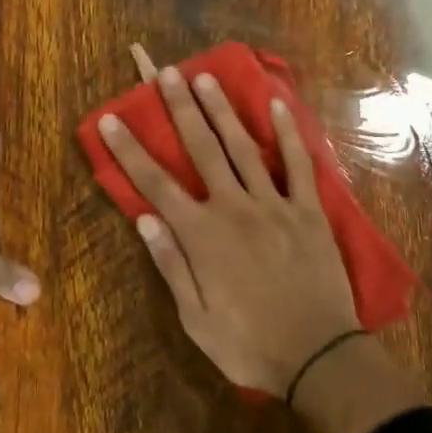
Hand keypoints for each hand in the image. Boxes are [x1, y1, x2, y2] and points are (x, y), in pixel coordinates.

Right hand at [97, 66, 423, 432]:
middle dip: (180, 109)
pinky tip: (277, 105)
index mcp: (201, 235)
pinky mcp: (308, 212)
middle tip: (167, 73)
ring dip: (223, 110)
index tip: (111, 118)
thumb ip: (170, 265)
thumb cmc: (250, 345)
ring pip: (243, 148)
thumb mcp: (195, 319)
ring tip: (206, 77)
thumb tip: (144, 219)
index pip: (155, 184)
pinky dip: (288, 134)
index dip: (130, 150)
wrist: (320, 359)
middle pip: (201, 149)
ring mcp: (274, 206)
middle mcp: (233, 208)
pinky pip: (299, 165)